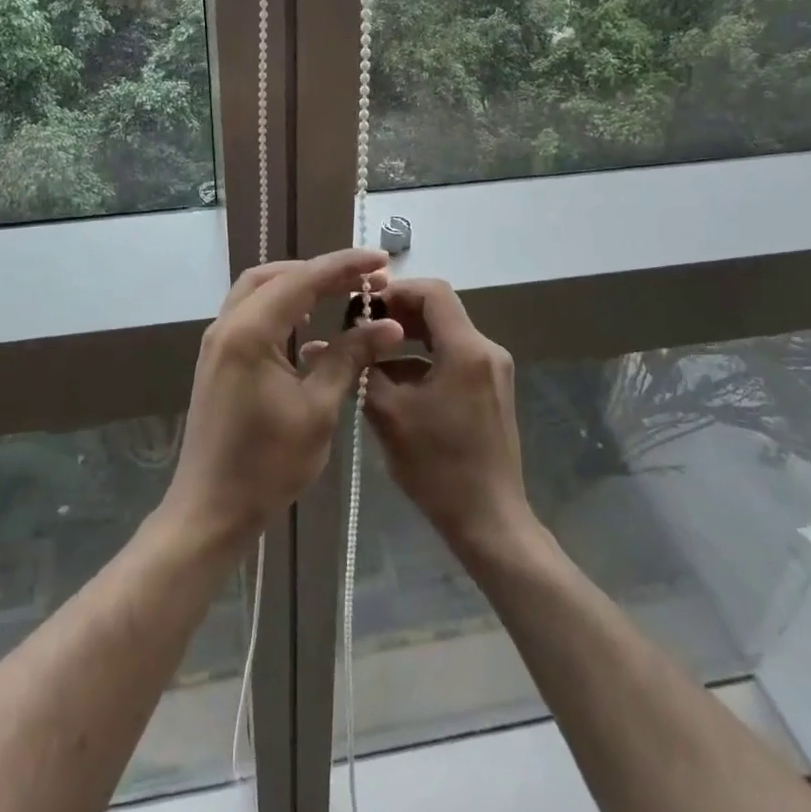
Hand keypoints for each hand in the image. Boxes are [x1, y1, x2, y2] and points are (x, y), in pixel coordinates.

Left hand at [163, 249, 403, 551]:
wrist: (210, 511)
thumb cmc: (268, 465)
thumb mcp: (318, 409)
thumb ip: (349, 358)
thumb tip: (388, 324)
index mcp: (250, 332)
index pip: (303, 279)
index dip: (345, 266)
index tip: (381, 260)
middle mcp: (228, 325)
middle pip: (276, 275)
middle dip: (320, 271)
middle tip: (363, 280)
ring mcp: (218, 341)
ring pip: (259, 290)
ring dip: (299, 284)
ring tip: (340, 293)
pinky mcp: (218, 359)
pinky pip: (251, 312)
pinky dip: (281, 305)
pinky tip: (307, 324)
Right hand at [364, 278, 534, 555]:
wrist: (489, 521)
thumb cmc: (438, 467)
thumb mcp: (389, 414)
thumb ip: (359, 371)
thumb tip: (318, 345)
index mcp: (467, 349)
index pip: (433, 292)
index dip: (396, 290)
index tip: (363, 306)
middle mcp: (486, 350)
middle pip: (439, 310)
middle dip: (398, 314)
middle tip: (360, 328)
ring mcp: (492, 370)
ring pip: (444, 335)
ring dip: (408, 338)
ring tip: (370, 355)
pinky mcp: (490, 389)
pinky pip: (453, 358)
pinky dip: (423, 360)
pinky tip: (394, 382)